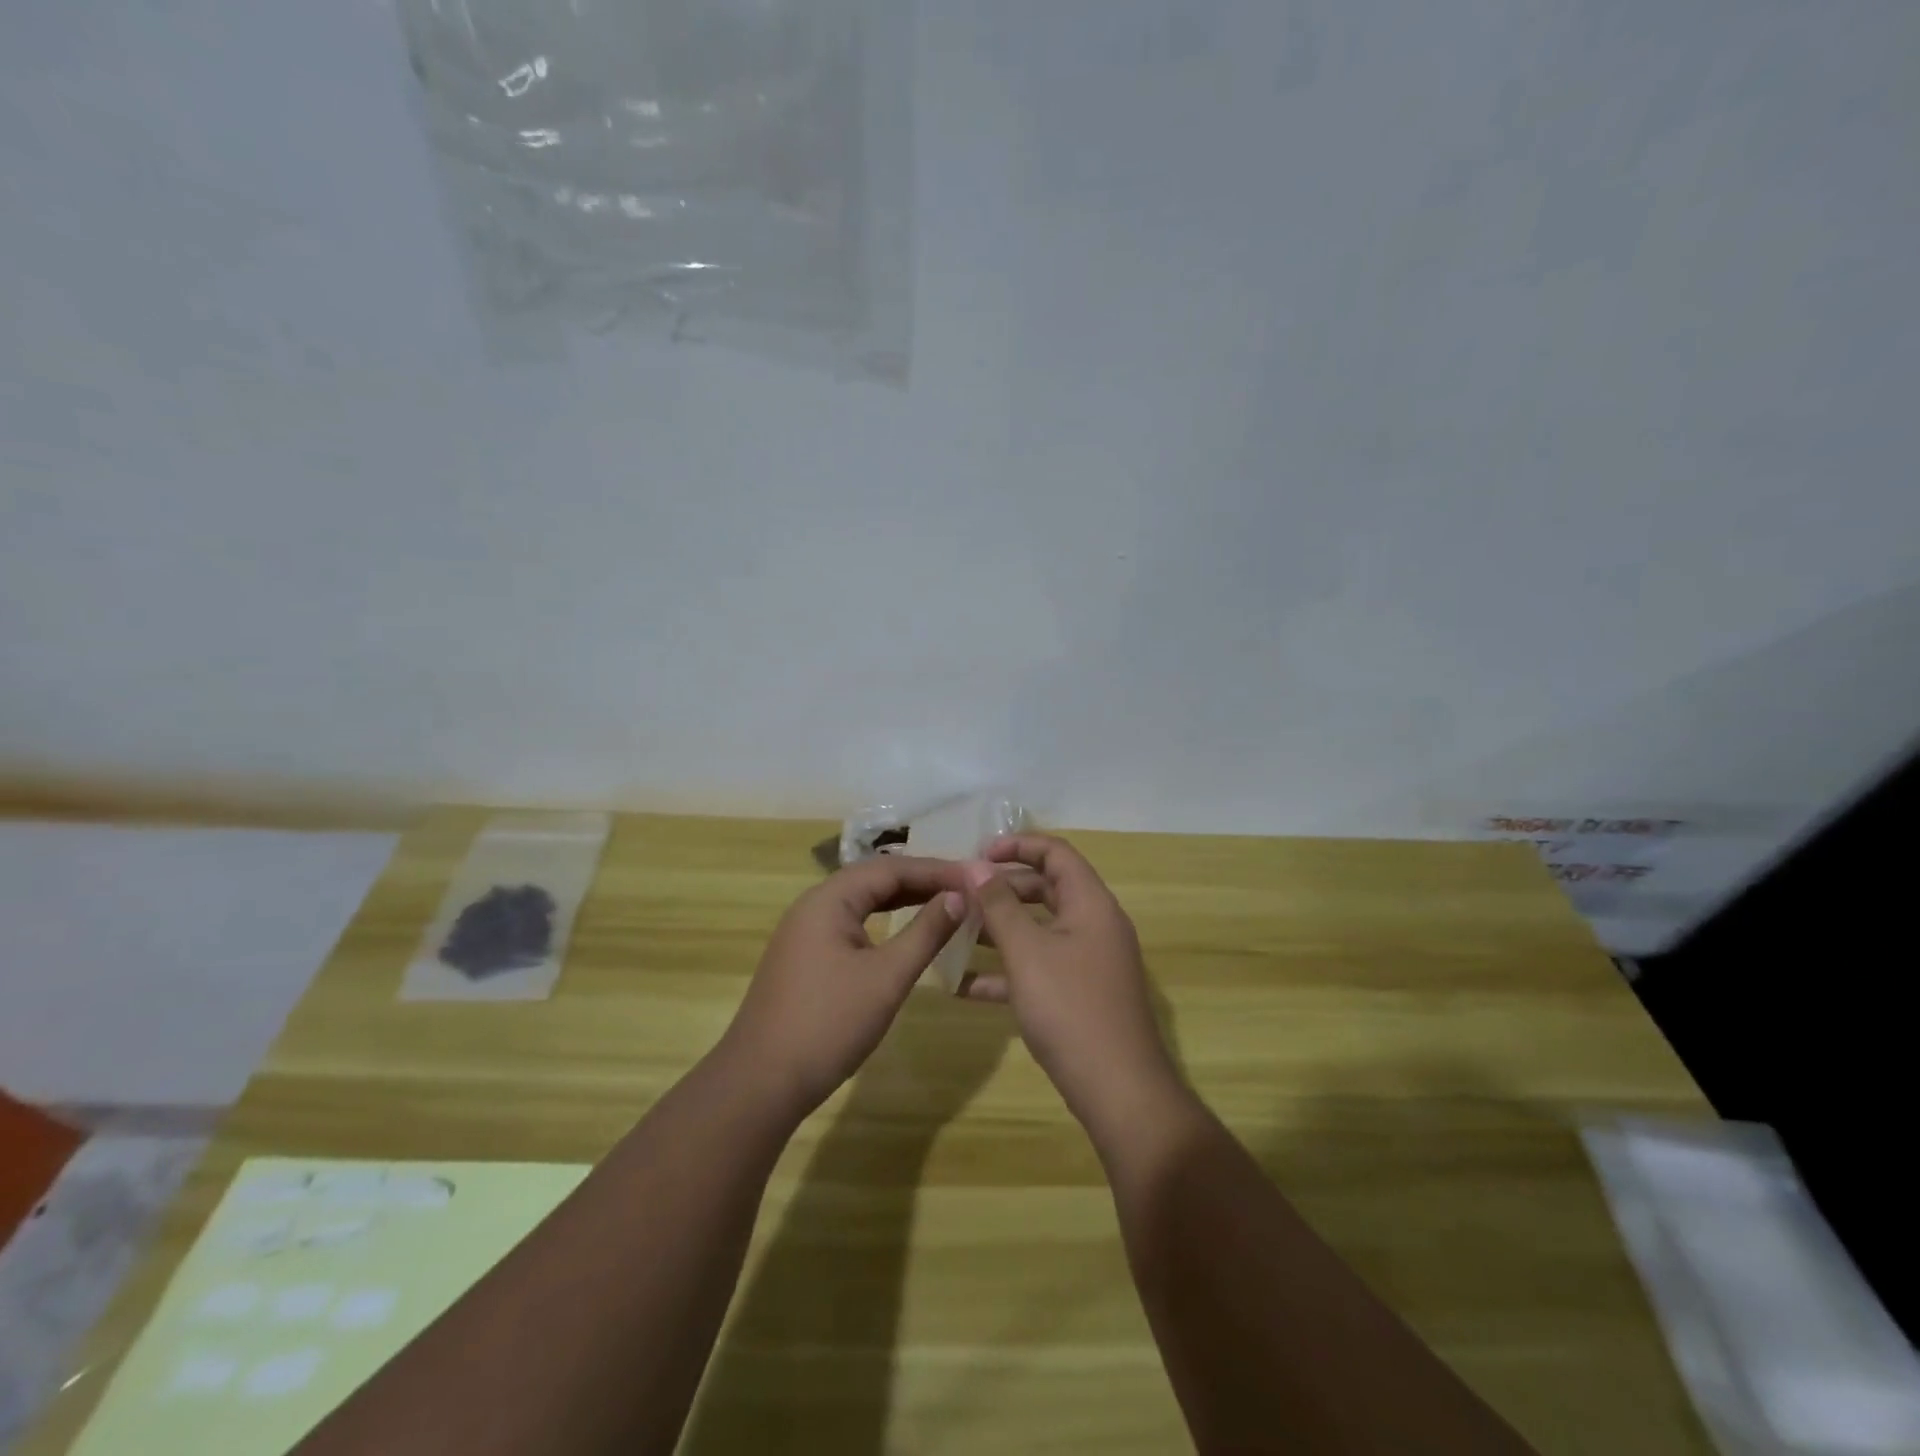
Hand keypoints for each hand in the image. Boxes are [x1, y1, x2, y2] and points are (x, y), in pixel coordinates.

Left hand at [718, 855, 970, 1120]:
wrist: (761, 1083)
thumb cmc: (829, 1024)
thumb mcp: (887, 977)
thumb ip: (926, 932)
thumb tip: (959, 897)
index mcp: (829, 899)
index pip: (891, 868)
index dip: (936, 870)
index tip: (975, 878)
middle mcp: (814, 905)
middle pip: (875, 879)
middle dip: (921, 881)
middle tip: (965, 888)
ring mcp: (805, 931)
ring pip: (862, 902)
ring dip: (903, 899)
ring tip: (945, 903)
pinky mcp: (805, 956)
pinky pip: (852, 923)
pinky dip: (883, 921)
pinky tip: (904, 932)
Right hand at [961, 834, 1181, 1131]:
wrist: (1119, 1090)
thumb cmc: (1070, 1008)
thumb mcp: (1026, 951)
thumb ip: (998, 905)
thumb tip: (975, 866)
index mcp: (1090, 903)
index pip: (1056, 853)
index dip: (1018, 845)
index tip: (978, 854)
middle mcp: (1094, 924)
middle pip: (1046, 889)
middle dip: (1002, 889)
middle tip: (962, 895)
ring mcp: (1089, 962)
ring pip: (1039, 930)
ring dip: (1000, 929)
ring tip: (956, 932)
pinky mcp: (1081, 994)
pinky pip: (1040, 968)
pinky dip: (1007, 971)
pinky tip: (965, 986)